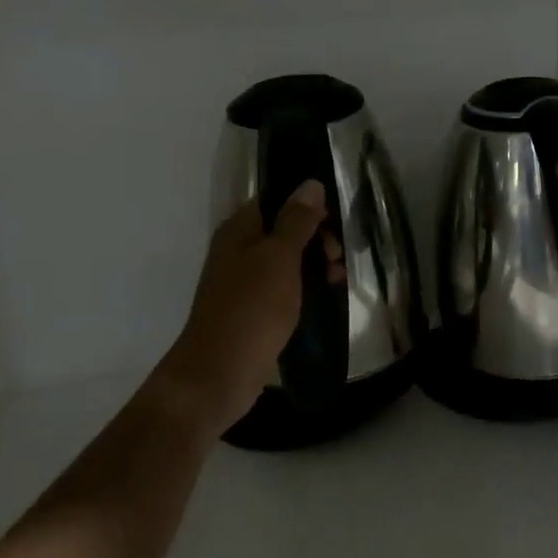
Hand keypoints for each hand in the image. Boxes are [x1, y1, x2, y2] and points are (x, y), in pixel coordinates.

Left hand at [151, 181, 344, 438]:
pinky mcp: (254, 312)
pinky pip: (285, 290)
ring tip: (337, 281)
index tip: (335, 221)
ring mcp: (245, 284)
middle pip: (284, 231)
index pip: (275, 201)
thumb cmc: (251, 308)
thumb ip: (297, 221)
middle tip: (337, 258)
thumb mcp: (279, 258)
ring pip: (287, 262)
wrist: (219, 373)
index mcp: (239, 231)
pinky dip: (305, 290)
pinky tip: (324, 300)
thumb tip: (310, 184)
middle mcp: (238, 252)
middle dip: (316, 238)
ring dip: (314, 265)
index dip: (307, 205)